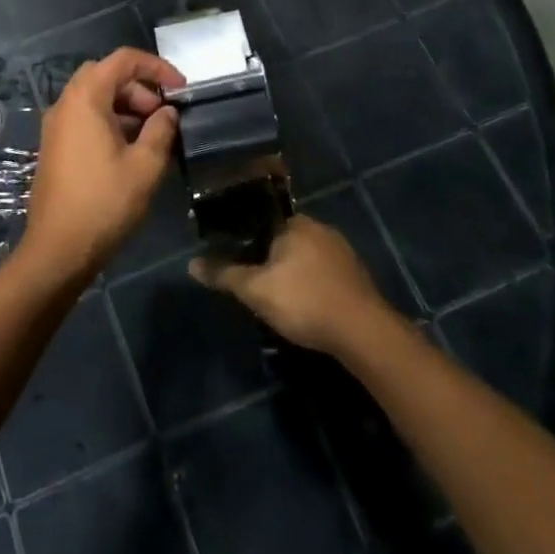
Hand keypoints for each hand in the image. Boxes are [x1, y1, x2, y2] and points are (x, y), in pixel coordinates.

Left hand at [19, 48, 183, 285]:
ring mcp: (56, 126)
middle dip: (139, 87)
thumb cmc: (104, 202)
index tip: (180, 88)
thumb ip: (161, 130)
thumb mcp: (145, 165)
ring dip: (126, 106)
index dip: (156, 67)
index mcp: (85, 98)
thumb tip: (168, 112)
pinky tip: (130, 150)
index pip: (123, 60)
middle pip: (106, 75)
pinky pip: (85, 118)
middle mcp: (65, 104)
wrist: (58, 249)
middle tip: (162, 114)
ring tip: (152, 135)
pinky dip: (110, 121)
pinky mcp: (55, 146)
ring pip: (95, 97)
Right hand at [190, 217, 391, 356]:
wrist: (363, 332)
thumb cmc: (304, 301)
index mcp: (295, 223)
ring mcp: (342, 251)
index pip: (263, 221)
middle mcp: (320, 228)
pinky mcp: (357, 275)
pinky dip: (313, 284)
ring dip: (294, 273)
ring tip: (280, 297)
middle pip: (285, 238)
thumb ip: (224, 274)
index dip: (248, 239)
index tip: (239, 259)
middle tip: (257, 283)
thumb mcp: (255, 290)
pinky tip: (307, 305)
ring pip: (307, 256)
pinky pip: (325, 272)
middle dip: (272, 258)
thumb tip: (191, 263)